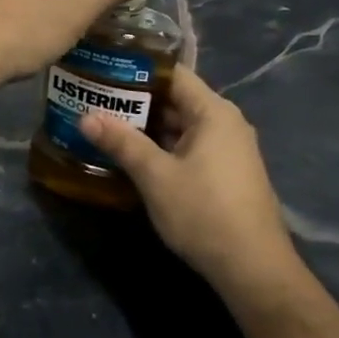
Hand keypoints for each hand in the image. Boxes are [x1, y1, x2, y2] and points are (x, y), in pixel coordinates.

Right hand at [81, 69, 304, 293]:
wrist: (252, 269)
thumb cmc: (204, 213)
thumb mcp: (155, 176)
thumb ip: (121, 142)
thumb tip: (85, 116)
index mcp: (213, 112)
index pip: (173, 73)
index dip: (137, 68)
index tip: (103, 68)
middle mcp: (224, 123)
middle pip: (175, 99)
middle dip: (135, 99)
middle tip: (94, 97)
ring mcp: (227, 150)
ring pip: (179, 125)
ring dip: (145, 126)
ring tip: (104, 122)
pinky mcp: (224, 173)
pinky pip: (187, 146)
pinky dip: (160, 145)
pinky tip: (131, 154)